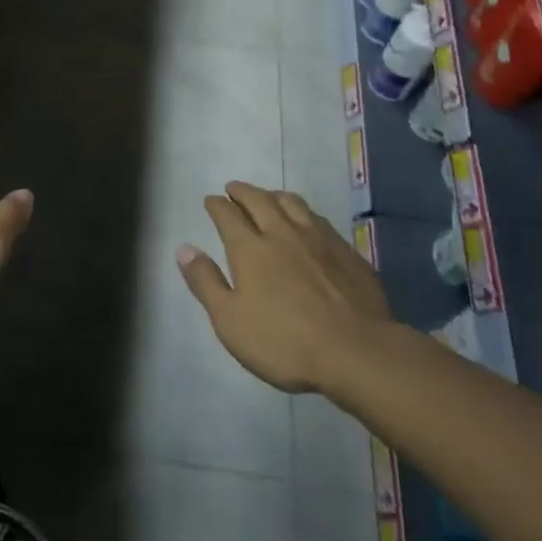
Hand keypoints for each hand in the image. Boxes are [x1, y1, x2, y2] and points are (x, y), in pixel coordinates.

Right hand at [178, 182, 393, 394]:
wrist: (357, 352)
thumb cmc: (284, 342)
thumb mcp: (230, 320)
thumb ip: (206, 282)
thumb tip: (184, 248)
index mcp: (251, 249)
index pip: (228, 215)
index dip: (216, 205)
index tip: (211, 200)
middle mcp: (283, 233)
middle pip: (260, 201)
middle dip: (243, 192)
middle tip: (234, 188)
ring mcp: (319, 240)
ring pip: (293, 204)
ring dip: (275, 195)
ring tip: (268, 196)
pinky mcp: (347, 253)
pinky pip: (320, 220)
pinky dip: (305, 214)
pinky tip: (309, 222)